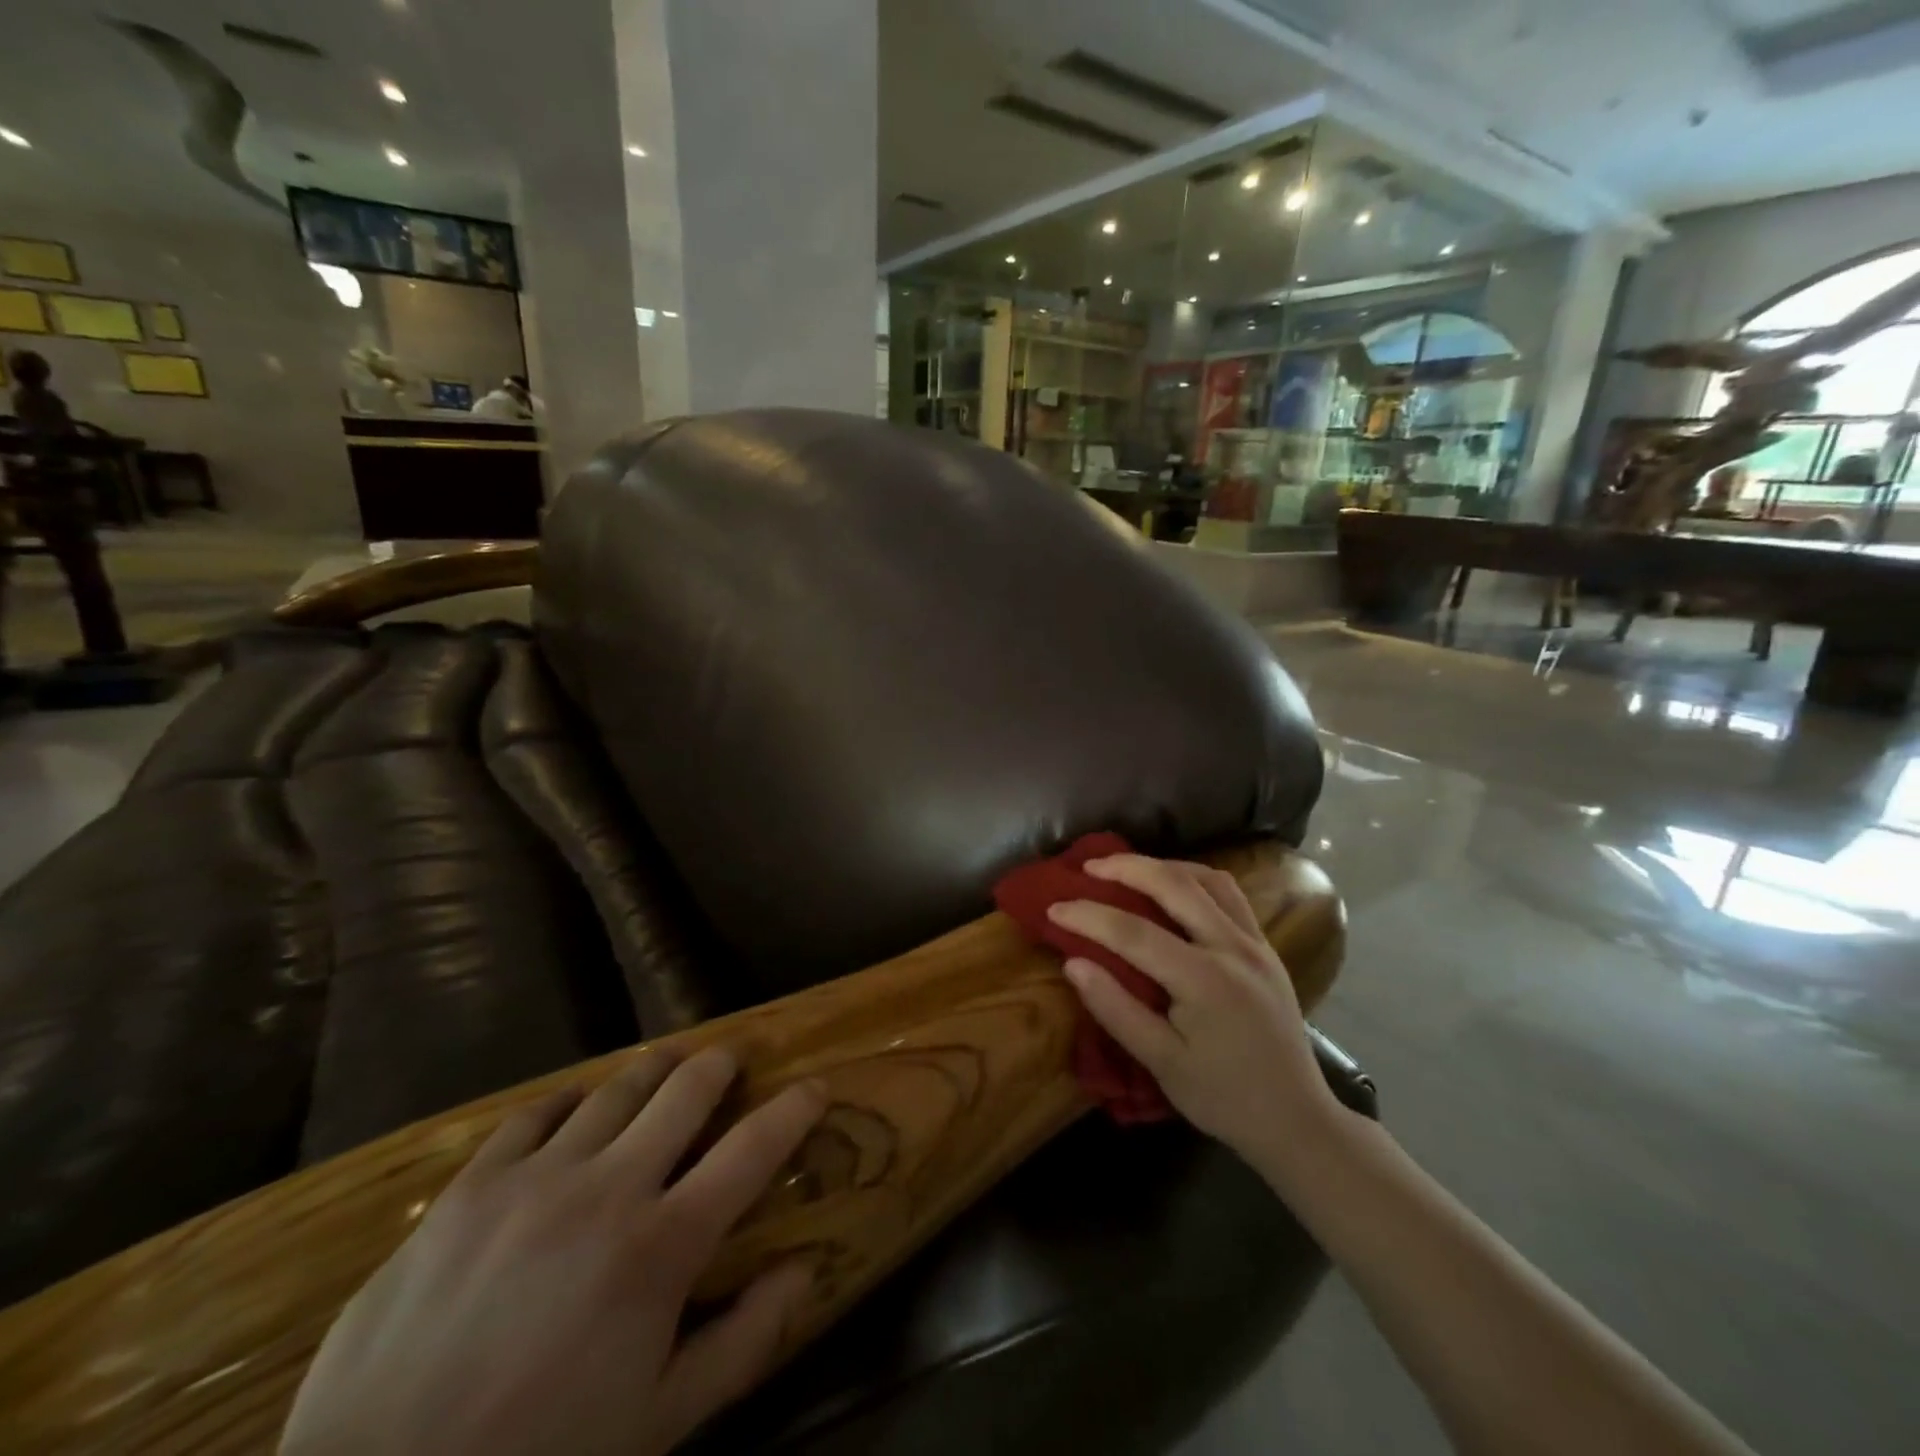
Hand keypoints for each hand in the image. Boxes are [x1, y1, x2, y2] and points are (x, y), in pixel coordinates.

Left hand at [279, 1048, 826, 1455]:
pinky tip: (575, 1108)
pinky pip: (534, 1113)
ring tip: (665, 1068)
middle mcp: (609, 1188)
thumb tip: (804, 1272)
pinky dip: (569, 1100)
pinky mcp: (471, 1186)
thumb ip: (742, 1343)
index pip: (752, 1151)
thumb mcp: (657, 1427)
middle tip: (730, 1062)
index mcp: (661, 1247)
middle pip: (685, 1091)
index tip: (814, 1086)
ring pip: (615, 1089)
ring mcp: (535, 1178)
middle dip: (720, 1066)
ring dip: (653, 1071)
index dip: (793, 1110)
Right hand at [1048, 854, 1336, 1165]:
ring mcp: (1255, 942)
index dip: (1089, 916)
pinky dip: (1195, 878)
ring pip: (1207, 878)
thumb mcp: (1161, 1063)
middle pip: (1174, 884)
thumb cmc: (1222, 1097)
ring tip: (1128, 870)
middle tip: (1088, 867)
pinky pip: (1229, 893)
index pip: (1134, 932)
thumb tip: (1073, 964)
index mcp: (1205, 980)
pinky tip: (1174, 887)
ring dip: (1163, 866)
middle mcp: (1233, 948)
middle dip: (1126, 868)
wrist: (1296, 1120)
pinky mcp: (1266, 946)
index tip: (1053, 908)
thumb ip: (1116, 1010)